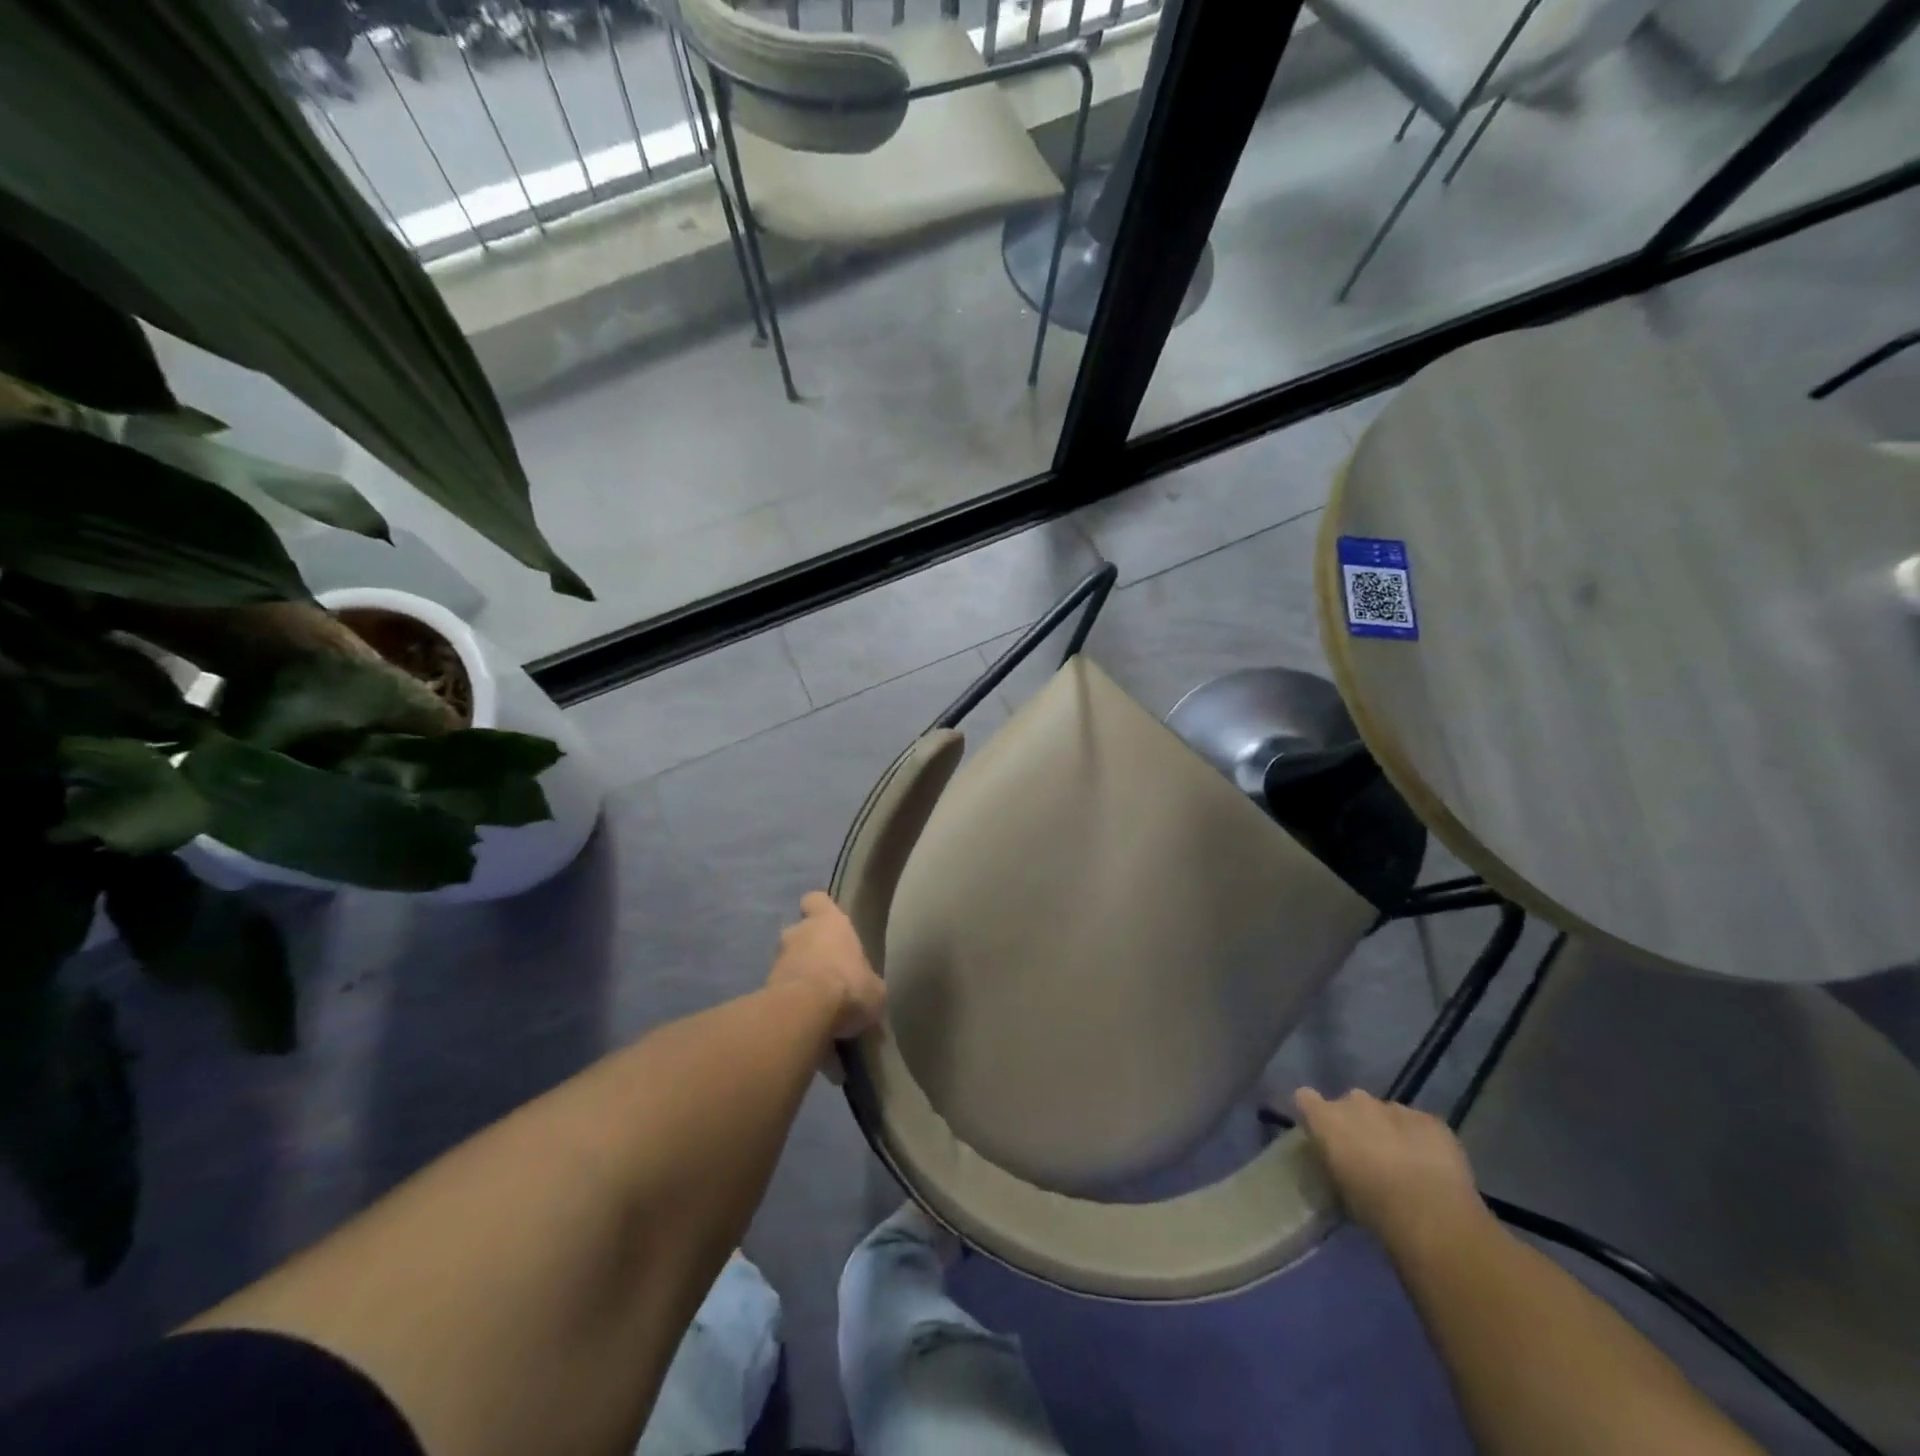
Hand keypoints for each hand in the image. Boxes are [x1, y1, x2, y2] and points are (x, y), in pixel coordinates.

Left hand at [767, 893, 885, 1041]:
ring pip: (788, 961)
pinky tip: (803, 1016)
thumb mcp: (874, 988)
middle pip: (800, 932)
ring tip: (815, 999)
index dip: (821, 910)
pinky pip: (779, 988)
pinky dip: (789, 998)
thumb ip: (867, 982)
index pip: (816, 900)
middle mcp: (798, 932)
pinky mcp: (763, 988)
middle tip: (826, 970)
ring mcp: (776, 960)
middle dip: (809, 949)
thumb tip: (868, 990)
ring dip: (798, 974)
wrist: (804, 1013)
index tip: (829, 923)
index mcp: (828, 921)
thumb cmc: (847, 985)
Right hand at [1294, 1088, 1490, 1253]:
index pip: (1304, 1098)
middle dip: (1356, 1123)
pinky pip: (1418, 1124)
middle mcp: (1355, 1102)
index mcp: (1326, 1118)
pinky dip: (1420, 1138)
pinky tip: (1430, 1165)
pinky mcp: (1430, 1120)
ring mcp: (1394, 1107)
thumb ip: (1332, 1164)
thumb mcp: (1339, 1191)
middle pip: (1349, 1103)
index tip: (1322, 1136)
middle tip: (1367, 1154)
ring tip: (1404, 1163)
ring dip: (1388, 1130)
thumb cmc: (1374, 1209)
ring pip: (1385, 1113)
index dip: (1314, 1115)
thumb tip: (1336, 1162)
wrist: (1432, 1215)